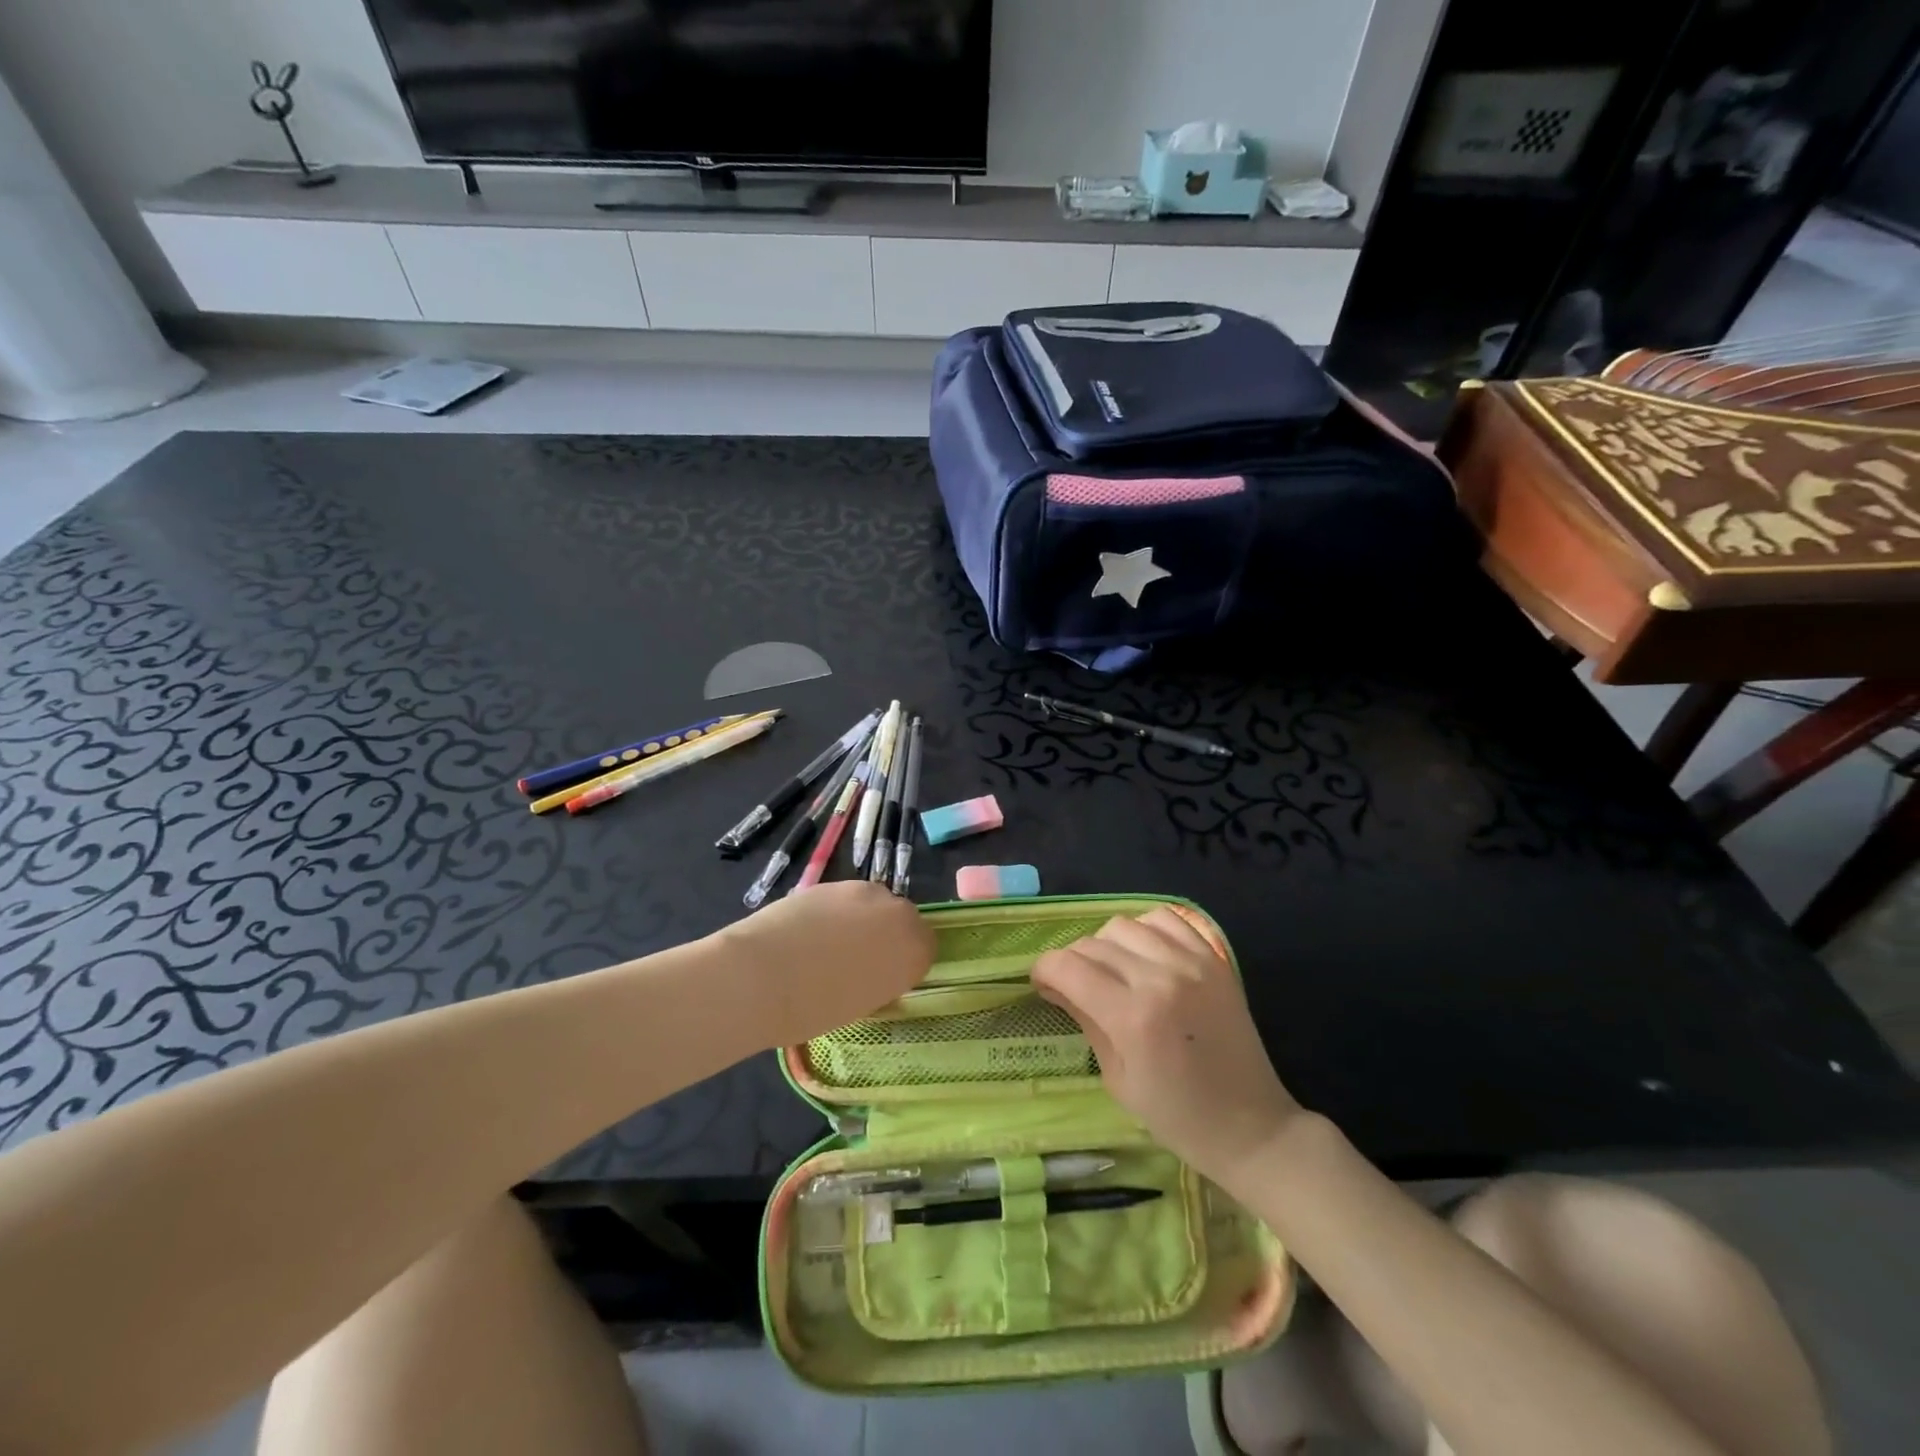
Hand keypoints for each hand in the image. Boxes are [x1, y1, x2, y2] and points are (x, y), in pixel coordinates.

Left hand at [710, 881, 934, 1047]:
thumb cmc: (814, 1009)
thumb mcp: (862, 1004)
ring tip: (828, 944)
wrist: (761, 977)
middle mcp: (898, 913)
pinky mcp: (831, 882)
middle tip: (858, 959)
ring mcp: (863, 892)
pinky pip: (844, 899)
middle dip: (886, 934)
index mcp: (914, 950)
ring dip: (861, 919)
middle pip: (903, 918)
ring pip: (873, 904)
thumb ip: (880, 979)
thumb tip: (872, 970)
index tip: (885, 976)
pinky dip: (833, 912)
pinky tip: (808, 932)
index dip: (905, 961)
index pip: (926, 947)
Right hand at [1032, 908, 1299, 1186]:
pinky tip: (1143, 955)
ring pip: (1123, 925)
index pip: (1068, 966)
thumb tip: (1054, 985)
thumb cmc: (1177, 1117)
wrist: (1251, 1126)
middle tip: (1074, 986)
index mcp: (1132, 1017)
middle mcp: (1159, 978)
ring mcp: (1191, 962)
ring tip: (1112, 971)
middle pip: (1092, 944)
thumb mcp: (1117, 1078)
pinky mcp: (1213, 957)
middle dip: (1071, 962)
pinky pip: (1166, 919)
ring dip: (1106, 945)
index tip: (1042, 984)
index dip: (1044, 970)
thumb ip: (1085, 1020)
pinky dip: (1144, 929)